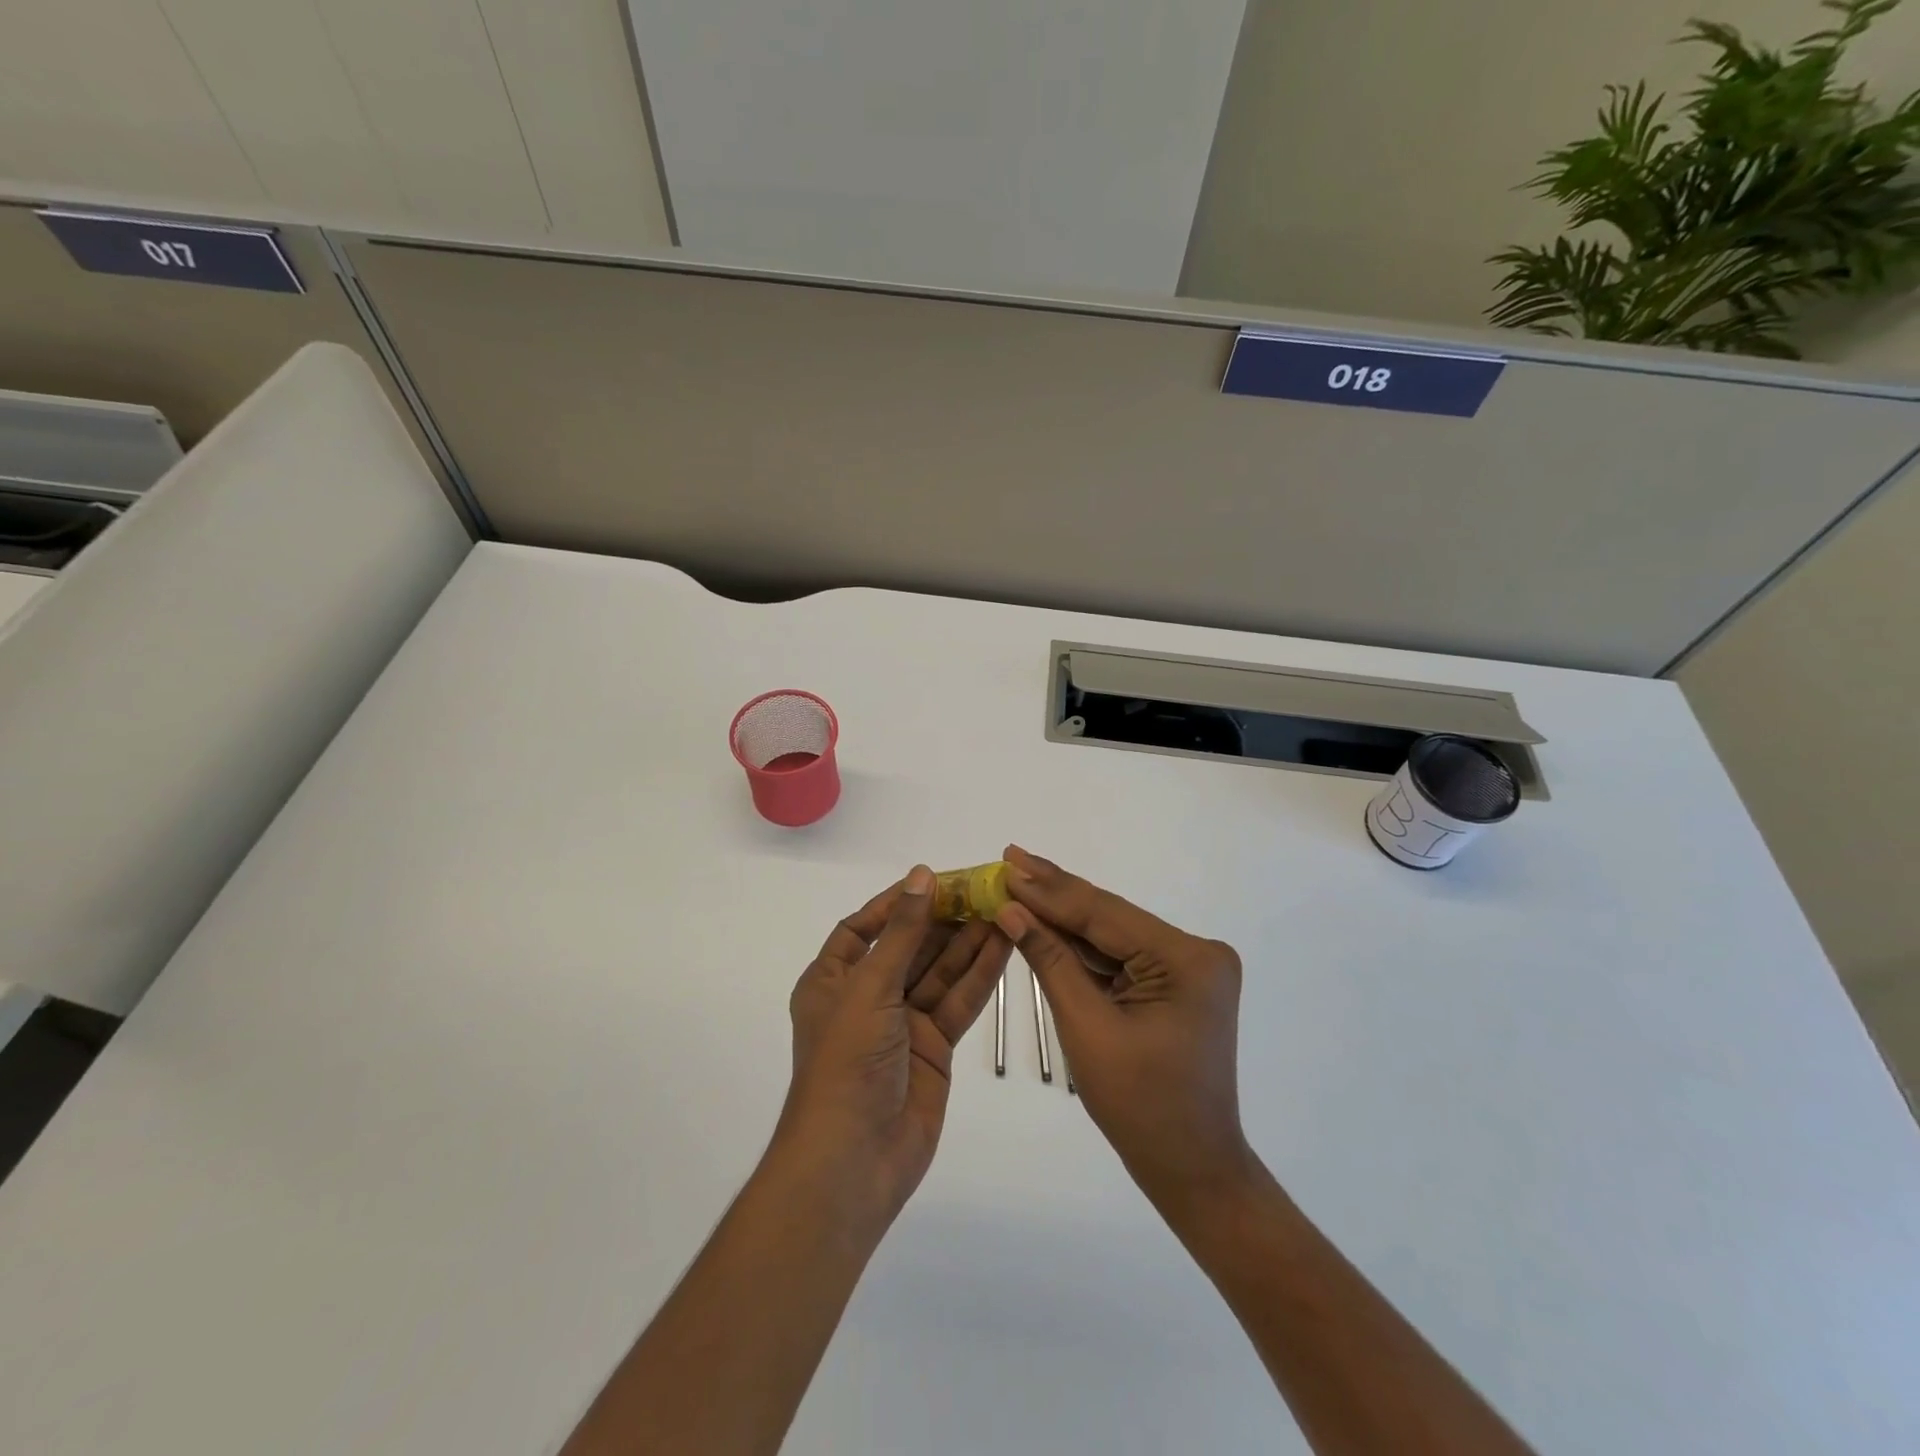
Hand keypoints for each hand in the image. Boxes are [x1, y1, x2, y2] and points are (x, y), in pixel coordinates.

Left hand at [777, 866, 1013, 1230]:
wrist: (854, 1160)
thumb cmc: (847, 1062)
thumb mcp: (871, 987)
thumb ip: (903, 933)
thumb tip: (921, 875)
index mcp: (833, 980)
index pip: (863, 928)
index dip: (896, 903)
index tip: (933, 880)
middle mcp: (867, 996)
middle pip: (909, 946)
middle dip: (943, 919)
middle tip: (984, 889)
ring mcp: (902, 1023)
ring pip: (939, 972)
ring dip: (969, 942)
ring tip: (1004, 909)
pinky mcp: (933, 1047)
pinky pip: (958, 1002)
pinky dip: (981, 975)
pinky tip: (1006, 946)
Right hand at [993, 846, 1254, 1214]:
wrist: (1190, 1167)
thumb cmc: (1139, 1107)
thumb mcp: (1086, 1027)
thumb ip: (1050, 960)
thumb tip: (1011, 908)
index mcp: (1187, 960)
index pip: (1103, 914)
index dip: (1049, 891)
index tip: (1006, 863)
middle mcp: (1196, 952)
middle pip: (1109, 917)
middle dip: (1055, 893)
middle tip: (1009, 857)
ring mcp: (1189, 966)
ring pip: (1112, 934)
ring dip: (1064, 916)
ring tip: (1017, 883)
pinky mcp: (1177, 982)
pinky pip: (1120, 956)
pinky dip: (1082, 946)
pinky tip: (1045, 922)